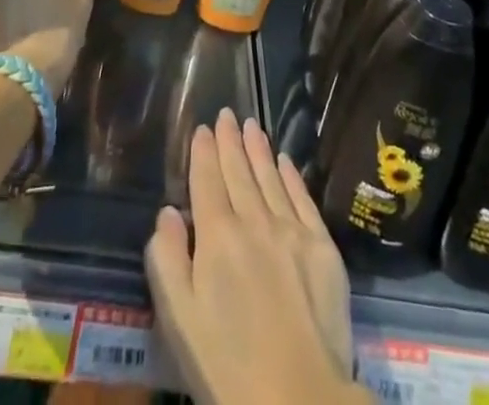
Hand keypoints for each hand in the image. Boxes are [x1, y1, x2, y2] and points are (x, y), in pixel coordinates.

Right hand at [146, 110, 362, 404]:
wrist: (297, 398)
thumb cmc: (226, 366)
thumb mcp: (178, 320)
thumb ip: (166, 259)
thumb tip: (168, 212)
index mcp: (217, 236)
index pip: (207, 180)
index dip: (204, 151)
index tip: (203, 128)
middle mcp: (254, 220)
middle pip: (239, 171)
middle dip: (230, 140)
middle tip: (227, 113)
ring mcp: (292, 230)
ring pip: (270, 177)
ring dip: (259, 149)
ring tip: (252, 125)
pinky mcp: (322, 247)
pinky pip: (302, 198)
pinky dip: (291, 175)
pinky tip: (285, 161)